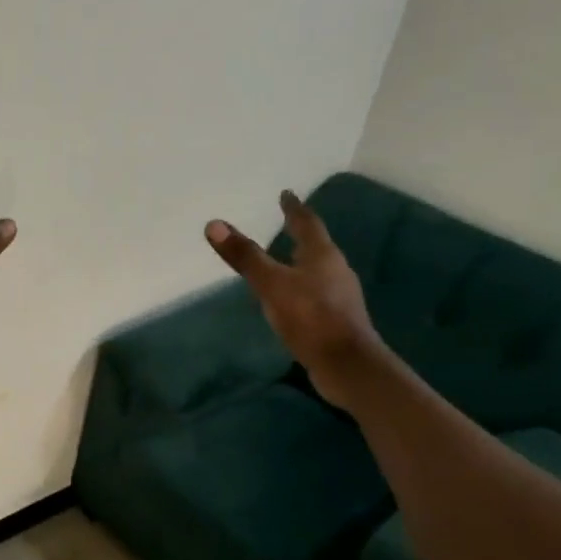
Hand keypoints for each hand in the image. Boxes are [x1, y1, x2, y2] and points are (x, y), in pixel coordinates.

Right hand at [205, 191, 387, 407]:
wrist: (347, 364)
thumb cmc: (310, 317)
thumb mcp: (271, 284)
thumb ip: (245, 256)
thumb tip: (214, 224)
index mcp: (322, 256)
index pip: (307, 223)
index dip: (294, 209)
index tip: (286, 194)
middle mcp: (335, 270)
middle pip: (316, 246)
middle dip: (300, 235)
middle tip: (285, 225)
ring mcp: (339, 296)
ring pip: (318, 270)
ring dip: (302, 262)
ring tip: (285, 260)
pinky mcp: (337, 319)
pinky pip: (316, 293)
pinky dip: (302, 287)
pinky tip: (292, 298)